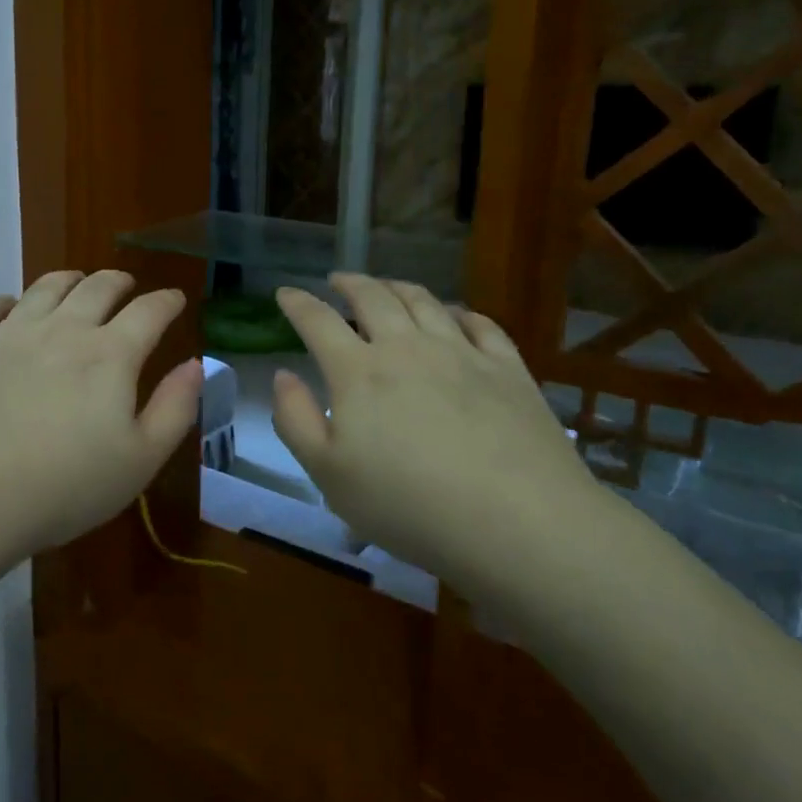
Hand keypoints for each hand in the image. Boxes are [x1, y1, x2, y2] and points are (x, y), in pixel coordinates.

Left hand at [0, 269, 203, 566]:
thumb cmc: (64, 487)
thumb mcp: (140, 460)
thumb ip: (175, 408)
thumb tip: (195, 364)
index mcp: (110, 355)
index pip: (149, 311)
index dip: (166, 301)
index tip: (174, 299)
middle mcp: (63, 330)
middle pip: (97, 288)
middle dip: (118, 281)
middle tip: (126, 285)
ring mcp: (11, 333)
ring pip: (45, 287)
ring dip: (69, 280)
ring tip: (76, 282)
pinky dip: (5, 301)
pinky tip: (9, 307)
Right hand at [271, 274, 604, 595]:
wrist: (518, 522)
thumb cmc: (407, 504)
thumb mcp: (328, 474)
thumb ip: (295, 419)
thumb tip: (283, 375)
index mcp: (358, 371)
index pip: (318, 321)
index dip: (297, 302)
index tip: (285, 292)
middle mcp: (407, 347)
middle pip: (373, 297)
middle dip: (349, 283)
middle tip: (337, 280)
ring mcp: (462, 353)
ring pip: (424, 301)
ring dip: (398, 287)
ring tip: (387, 287)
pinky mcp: (508, 369)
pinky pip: (480, 323)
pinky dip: (459, 311)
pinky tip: (455, 315)